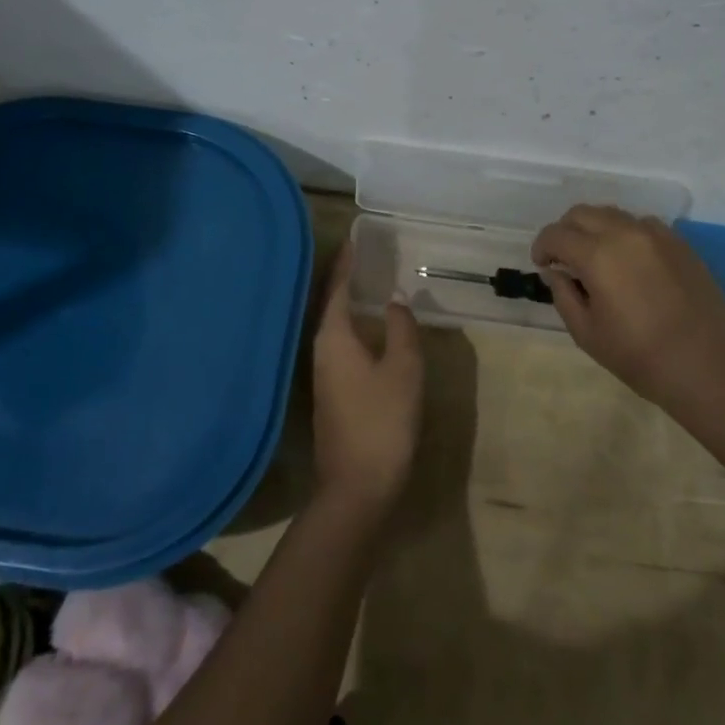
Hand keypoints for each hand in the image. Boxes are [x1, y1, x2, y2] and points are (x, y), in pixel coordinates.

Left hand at [310, 244, 424, 515]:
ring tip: (369, 282)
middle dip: (345, 278)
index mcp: (334, 337)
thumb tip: (395, 299)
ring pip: (335, 326)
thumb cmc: (382, 420)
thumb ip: (401, 328)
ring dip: (348, 302)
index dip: (346, 262)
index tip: (354, 237)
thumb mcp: (403, 369)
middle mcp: (321, 350)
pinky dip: (353, 325)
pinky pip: (341, 344)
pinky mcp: (332, 393)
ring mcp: (323, 374)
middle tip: (365, 254)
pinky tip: (370, 328)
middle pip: (330, 303)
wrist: (357, 487)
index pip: (336, 287)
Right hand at [532, 205, 724, 398]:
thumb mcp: (587, 333)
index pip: (556, 234)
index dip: (542, 247)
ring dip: (595, 229)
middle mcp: (625, 233)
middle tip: (564, 259)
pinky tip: (630, 261)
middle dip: (565, 231)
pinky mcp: (680, 243)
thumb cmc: (639, 356)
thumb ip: (564, 295)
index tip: (542, 265)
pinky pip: (642, 225)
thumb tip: (555, 272)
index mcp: (597, 255)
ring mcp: (656, 234)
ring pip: (613, 214)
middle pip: (582, 213)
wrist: (707, 366)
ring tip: (597, 258)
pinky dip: (625, 234)